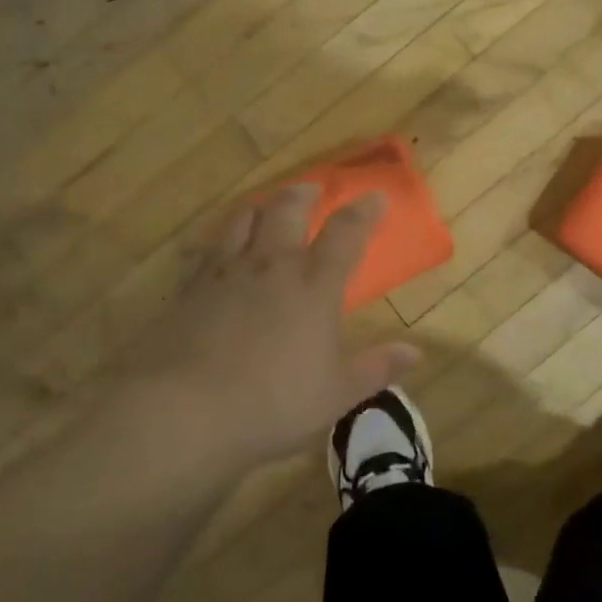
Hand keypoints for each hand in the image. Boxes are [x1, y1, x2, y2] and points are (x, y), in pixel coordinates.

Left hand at [120, 184, 419, 474]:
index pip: (345, 235)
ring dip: (262, 206)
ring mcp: (227, 273)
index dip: (363, 212)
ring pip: (245, 219)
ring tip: (268, 206)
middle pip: (288, 210)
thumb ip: (375, 368)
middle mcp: (272, 267)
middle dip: (305, 194)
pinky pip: (210, 247)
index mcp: (314, 288)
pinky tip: (222, 249)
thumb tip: (415, 352)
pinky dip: (224, 238)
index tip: (375, 197)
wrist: (186, 411)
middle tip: (313, 190)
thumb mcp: (335, 395)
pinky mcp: (192, 288)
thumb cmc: (272, 404)